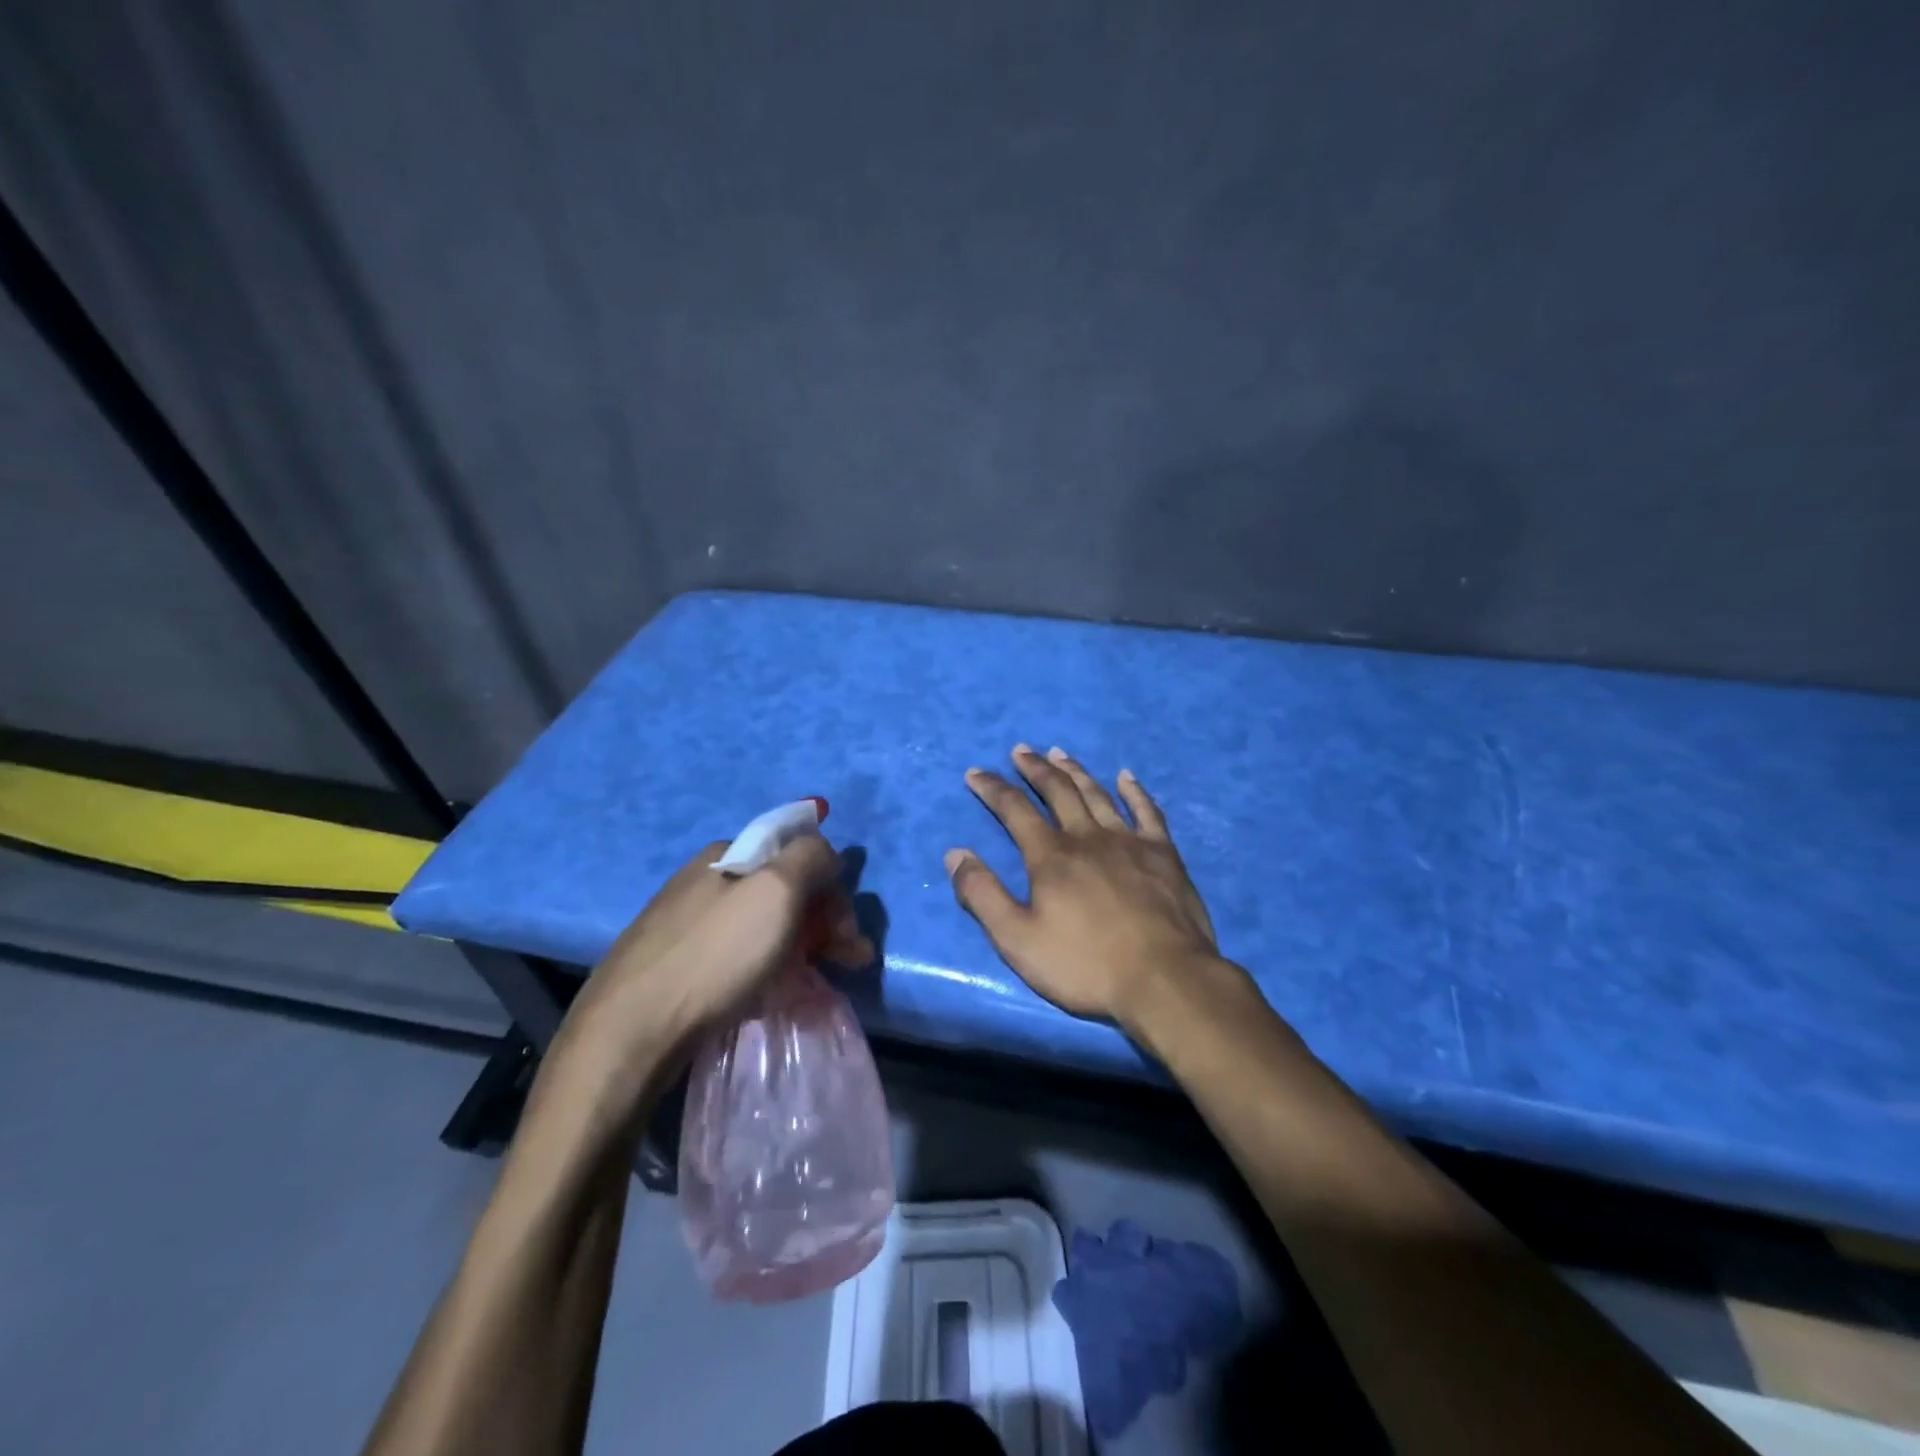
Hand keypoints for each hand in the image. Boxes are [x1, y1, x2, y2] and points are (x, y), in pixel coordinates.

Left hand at [556, 834, 872, 1083]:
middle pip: (782, 892)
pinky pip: (736, 958)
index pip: (798, 857)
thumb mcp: (776, 890)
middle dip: (823, 924)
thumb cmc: (715, 955)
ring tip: (815, 986)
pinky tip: (771, 996)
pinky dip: (765, 971)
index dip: (832, 891)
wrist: (631, 1032)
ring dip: (800, 950)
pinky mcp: (674, 967)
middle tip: (848, 962)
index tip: (849, 935)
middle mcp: (704, 881)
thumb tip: (825, 852)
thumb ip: (811, 856)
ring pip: (761, 928)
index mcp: (726, 855)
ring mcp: (685, 924)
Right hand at [945, 745, 1225, 1028]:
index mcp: (1051, 857)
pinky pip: (1147, 812)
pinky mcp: (1163, 854)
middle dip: (1035, 768)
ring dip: (1075, 771)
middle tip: (1021, 750)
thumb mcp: (1018, 939)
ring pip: (1097, 794)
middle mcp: (1087, 837)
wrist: (1164, 980)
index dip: (992, 788)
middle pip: (1058, 791)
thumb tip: (956, 853)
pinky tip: (1126, 777)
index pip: (1014, 810)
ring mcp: (1129, 842)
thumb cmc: (1085, 965)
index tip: (975, 772)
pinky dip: (1135, 791)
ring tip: (1059, 753)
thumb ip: (983, 895)